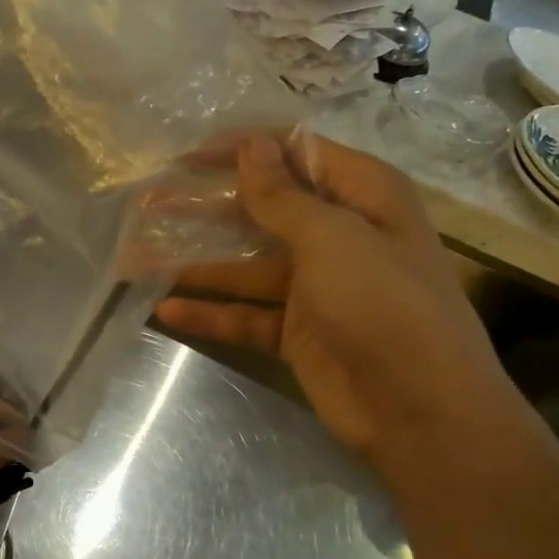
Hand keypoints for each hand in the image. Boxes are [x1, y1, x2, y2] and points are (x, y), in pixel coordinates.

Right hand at [155, 135, 515, 459]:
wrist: (421, 411)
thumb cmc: (383, 304)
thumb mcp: (332, 239)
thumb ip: (282, 195)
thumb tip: (251, 147)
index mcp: (362, 197)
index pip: (295, 156)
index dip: (242, 151)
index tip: (187, 157)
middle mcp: (339, 236)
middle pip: (262, 211)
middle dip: (206, 207)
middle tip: (150, 203)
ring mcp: (316, 287)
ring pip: (244, 266)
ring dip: (195, 262)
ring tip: (137, 257)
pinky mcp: (297, 333)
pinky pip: (245, 315)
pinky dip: (209, 313)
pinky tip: (164, 311)